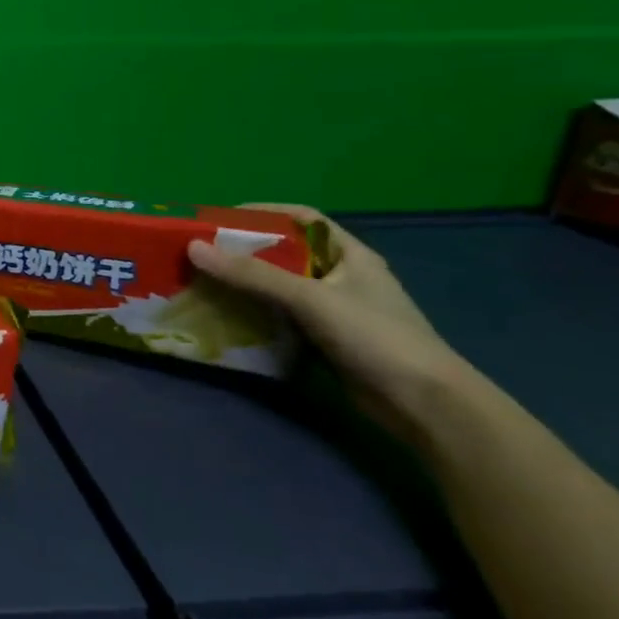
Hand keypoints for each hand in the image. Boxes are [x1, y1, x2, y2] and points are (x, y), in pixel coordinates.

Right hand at [186, 204, 478, 443]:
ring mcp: (335, 310)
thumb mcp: (310, 298)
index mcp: (349, 255)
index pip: (302, 219)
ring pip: (280, 287)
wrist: (425, 406)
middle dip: (243, 251)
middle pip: (285, 253)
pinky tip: (227, 316)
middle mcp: (342, 277)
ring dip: (245, 284)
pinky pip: (281, 317)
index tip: (219, 219)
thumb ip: (252, 274)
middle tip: (201, 252)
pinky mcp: (326, 340)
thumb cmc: (375, 337)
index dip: (262, 213)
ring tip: (204, 282)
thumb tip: (193, 248)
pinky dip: (255, 314)